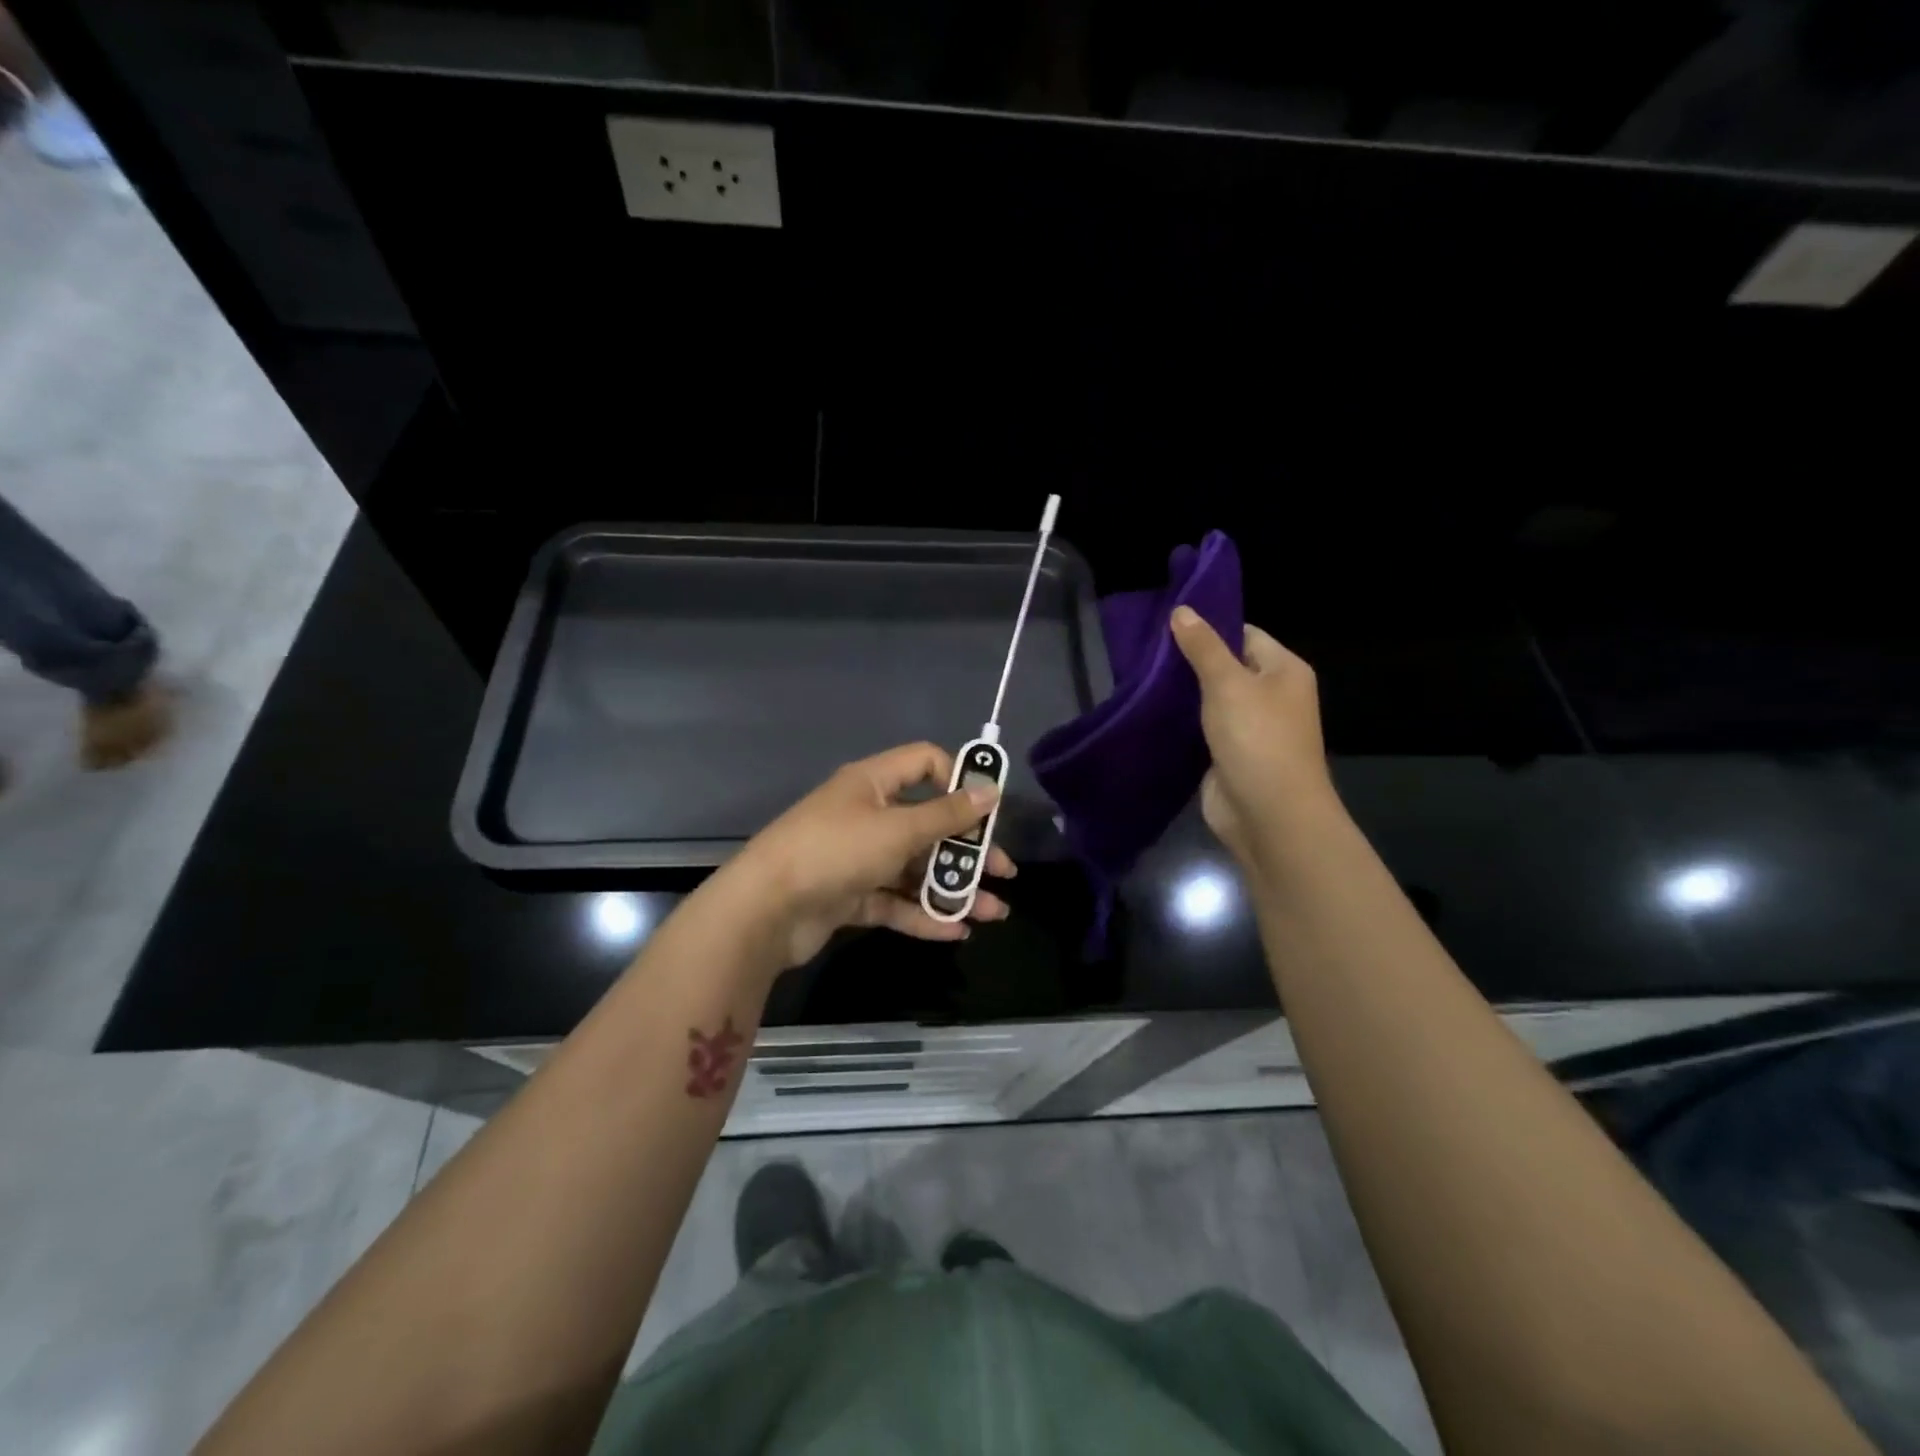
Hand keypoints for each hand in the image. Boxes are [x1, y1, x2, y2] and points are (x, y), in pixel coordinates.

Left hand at [716, 742, 1015, 972]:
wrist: (765, 910)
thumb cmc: (836, 851)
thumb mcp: (898, 829)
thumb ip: (947, 815)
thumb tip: (990, 792)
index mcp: (873, 783)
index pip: (925, 763)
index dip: (959, 780)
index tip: (987, 810)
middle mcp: (867, 815)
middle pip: (927, 824)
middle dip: (967, 849)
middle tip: (1004, 872)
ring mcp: (858, 858)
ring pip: (915, 868)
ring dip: (952, 888)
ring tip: (992, 912)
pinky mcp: (850, 896)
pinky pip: (895, 901)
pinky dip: (923, 914)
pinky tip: (955, 931)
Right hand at [1170, 606, 1339, 866]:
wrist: (1268, 815)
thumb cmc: (1257, 739)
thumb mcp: (1228, 683)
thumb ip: (1203, 647)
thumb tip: (1182, 610)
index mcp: (1284, 671)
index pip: (1244, 635)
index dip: (1209, 628)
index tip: (1167, 623)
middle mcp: (1271, 696)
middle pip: (1226, 667)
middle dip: (1189, 661)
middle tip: (1144, 650)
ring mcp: (1250, 728)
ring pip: (1211, 700)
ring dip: (1181, 694)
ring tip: (1139, 676)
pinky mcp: (1228, 755)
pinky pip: (1202, 729)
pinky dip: (1180, 722)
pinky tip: (1149, 711)